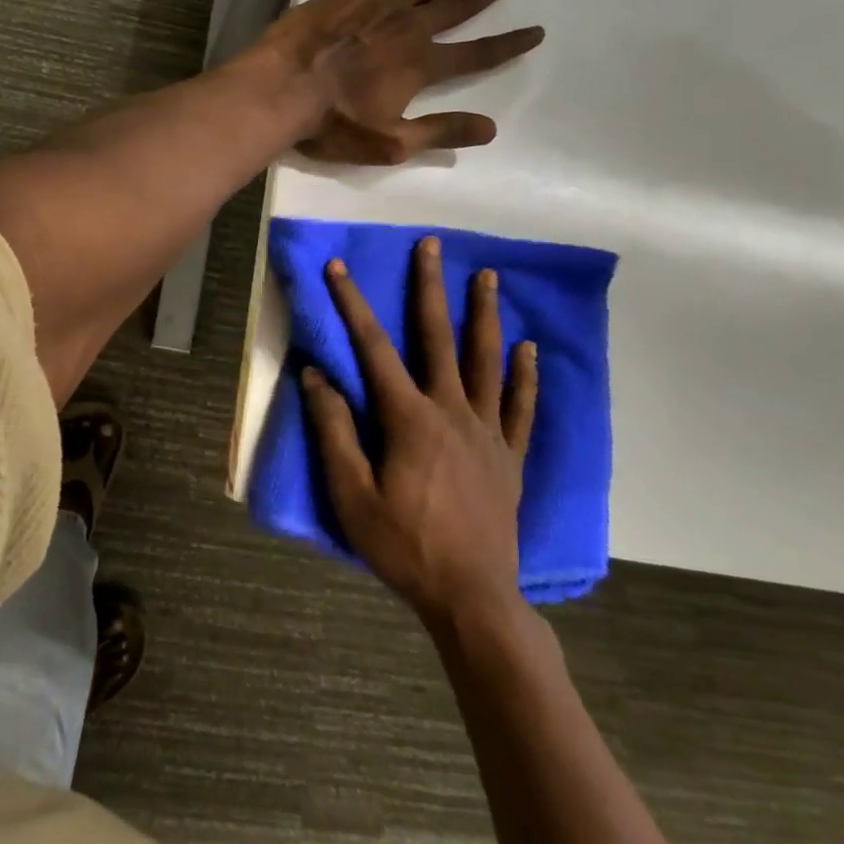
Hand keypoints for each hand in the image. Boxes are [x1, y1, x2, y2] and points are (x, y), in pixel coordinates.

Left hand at [256, 0, 543, 164]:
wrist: (278, 92)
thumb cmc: (331, 124)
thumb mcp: (390, 143)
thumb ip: (441, 132)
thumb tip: (491, 128)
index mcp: (420, 66)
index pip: (476, 55)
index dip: (507, 45)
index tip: (536, 31)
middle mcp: (407, 29)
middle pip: (456, 6)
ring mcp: (376, 7)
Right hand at [301, 235, 538, 625]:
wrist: (472, 597)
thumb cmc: (404, 547)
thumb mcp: (351, 495)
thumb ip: (334, 432)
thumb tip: (316, 376)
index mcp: (409, 418)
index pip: (373, 348)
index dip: (352, 304)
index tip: (339, 268)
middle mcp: (451, 411)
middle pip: (438, 338)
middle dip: (431, 288)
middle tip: (433, 245)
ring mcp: (487, 431)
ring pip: (486, 361)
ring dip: (485, 316)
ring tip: (489, 277)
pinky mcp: (510, 456)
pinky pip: (520, 407)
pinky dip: (525, 376)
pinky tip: (528, 349)